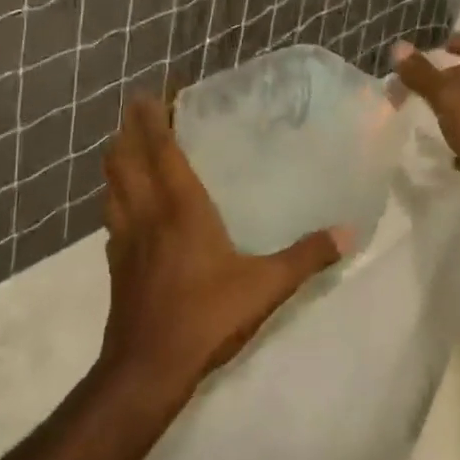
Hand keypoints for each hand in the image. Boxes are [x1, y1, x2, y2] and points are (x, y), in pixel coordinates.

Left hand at [99, 96, 350, 402]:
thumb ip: (307, 256)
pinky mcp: (115, 263)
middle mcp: (147, 213)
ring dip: (117, 158)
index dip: (152, 118)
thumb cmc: (206, 317)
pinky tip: (128, 202)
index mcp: (180, 209)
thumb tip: (348, 232)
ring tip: (129, 144)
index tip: (151, 91)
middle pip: (124, 159)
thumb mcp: (266, 286)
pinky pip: (111, 213)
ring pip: (111, 184)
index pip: (160, 150)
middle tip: (140, 109)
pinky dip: (116, 193)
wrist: (147, 369)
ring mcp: (125, 238)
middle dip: (127, 129)